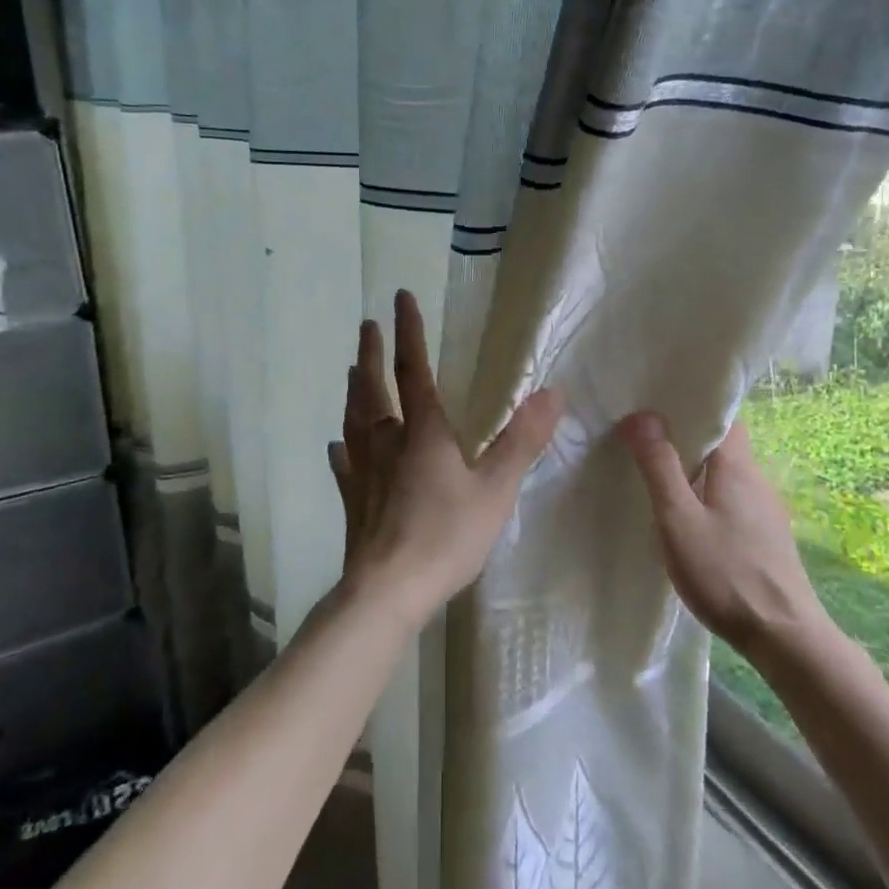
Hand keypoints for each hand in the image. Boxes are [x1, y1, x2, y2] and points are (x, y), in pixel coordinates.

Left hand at [328, 290, 562, 633]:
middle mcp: (387, 443)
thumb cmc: (446, 536)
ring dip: (354, 390)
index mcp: (422, 432)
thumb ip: (522, 440)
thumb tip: (552, 392)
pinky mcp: (353, 500)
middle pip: (374, 388)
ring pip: (354, 420)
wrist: (389, 590)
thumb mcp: (496, 488)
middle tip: (366, 325)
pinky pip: (344, 464)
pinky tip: (336, 446)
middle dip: (372, 353)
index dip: (408, 332)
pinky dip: (341, 448)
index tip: (399, 297)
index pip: (413, 369)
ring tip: (352, 370)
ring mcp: (364, 471)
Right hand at [617, 412, 827, 656]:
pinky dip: (706, 498)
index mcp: (738, 467)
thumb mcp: (679, 520)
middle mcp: (757, 481)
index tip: (657, 405)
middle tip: (644, 442)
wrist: (784, 639)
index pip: (723, 416)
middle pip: (722, 445)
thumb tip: (641, 414)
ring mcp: (765, 511)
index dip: (693, 406)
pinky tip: (686, 521)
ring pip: (725, 476)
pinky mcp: (765, 538)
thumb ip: (659, 467)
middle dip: (685, 440)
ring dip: (694, 472)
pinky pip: (730, 501)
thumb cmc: (727, 574)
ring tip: (657, 479)